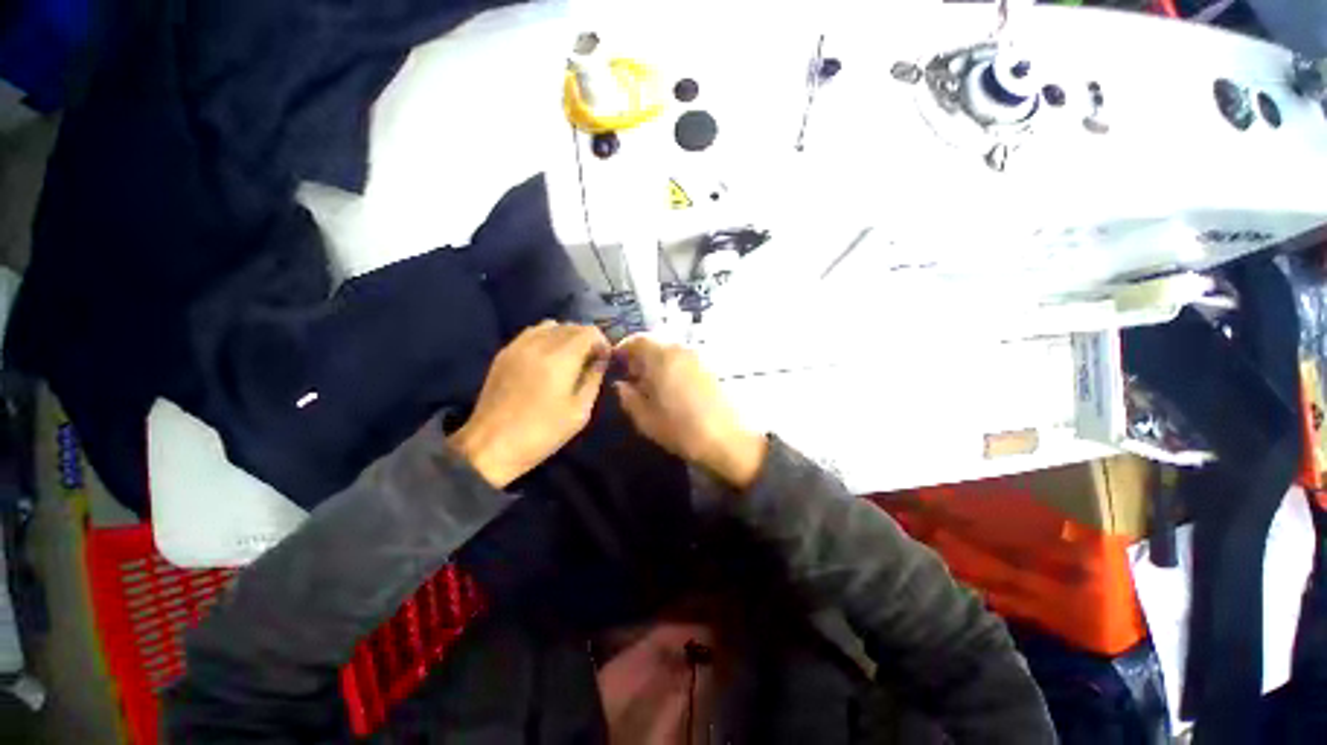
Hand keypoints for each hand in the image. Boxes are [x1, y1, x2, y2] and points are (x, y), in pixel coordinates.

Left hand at [450, 321, 609, 487]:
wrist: (492, 445)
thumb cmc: (542, 433)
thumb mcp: (579, 412)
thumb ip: (593, 379)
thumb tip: (601, 359)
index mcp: (560, 359)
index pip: (589, 331)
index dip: (602, 342)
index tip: (604, 359)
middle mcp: (539, 344)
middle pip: (571, 325)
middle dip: (586, 339)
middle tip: (590, 360)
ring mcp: (518, 346)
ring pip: (551, 325)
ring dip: (567, 336)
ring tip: (570, 357)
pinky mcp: (505, 352)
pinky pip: (532, 332)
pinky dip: (547, 337)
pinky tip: (548, 357)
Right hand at [613, 335, 766, 489]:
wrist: (729, 439)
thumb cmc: (682, 430)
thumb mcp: (645, 419)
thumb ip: (628, 397)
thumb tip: (621, 384)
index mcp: (662, 357)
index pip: (636, 340)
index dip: (622, 349)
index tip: (615, 365)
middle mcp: (681, 349)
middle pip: (654, 342)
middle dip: (639, 356)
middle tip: (631, 377)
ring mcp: (698, 356)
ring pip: (669, 350)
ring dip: (655, 361)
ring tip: (650, 385)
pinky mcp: (709, 367)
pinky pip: (683, 358)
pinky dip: (671, 366)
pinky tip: (670, 388)